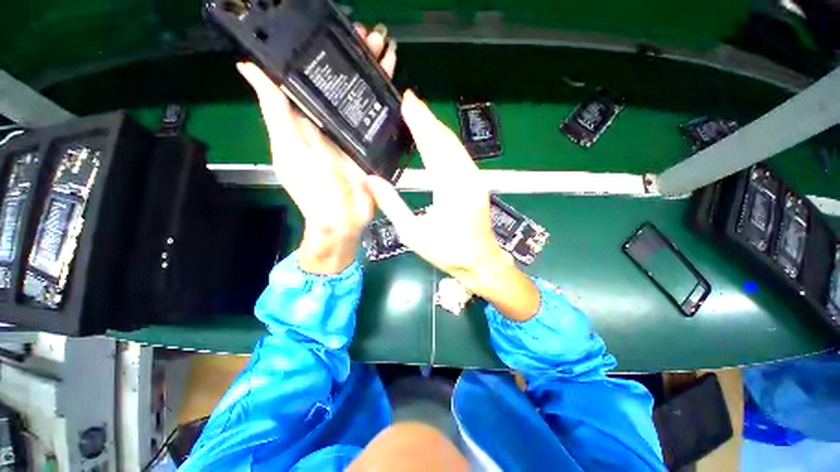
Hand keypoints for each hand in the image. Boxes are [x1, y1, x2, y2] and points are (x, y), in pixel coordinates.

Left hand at [238, 24, 396, 273]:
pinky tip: (398, 90)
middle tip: (372, 36)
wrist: (343, 219)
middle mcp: (333, 122)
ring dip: (375, 76)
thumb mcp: (289, 148)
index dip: (327, 53)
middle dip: (358, 59)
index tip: (340, 31)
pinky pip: (380, 122)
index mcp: (309, 118)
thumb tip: (249, 68)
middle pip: (345, 85)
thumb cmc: (313, 188)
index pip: (316, 77)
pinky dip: (388, 105)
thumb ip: (275, 111)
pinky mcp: (372, 147)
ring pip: (365, 98)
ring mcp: (355, 134)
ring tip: (388, 53)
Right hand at [366, 92, 539, 319]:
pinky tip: (436, 138)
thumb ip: (392, 205)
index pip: (433, 147)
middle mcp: (466, 178)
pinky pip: (460, 156)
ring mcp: (475, 179)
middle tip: (410, 101)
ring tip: (419, 115)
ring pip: (455, 146)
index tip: (407, 101)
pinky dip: (446, 142)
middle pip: (446, 140)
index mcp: (450, 189)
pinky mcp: (477, 183)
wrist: (480, 261)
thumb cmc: (447, 252)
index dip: (420, 122)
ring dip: (437, 128)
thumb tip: (372, 180)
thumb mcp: (413, 234)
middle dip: (428, 118)